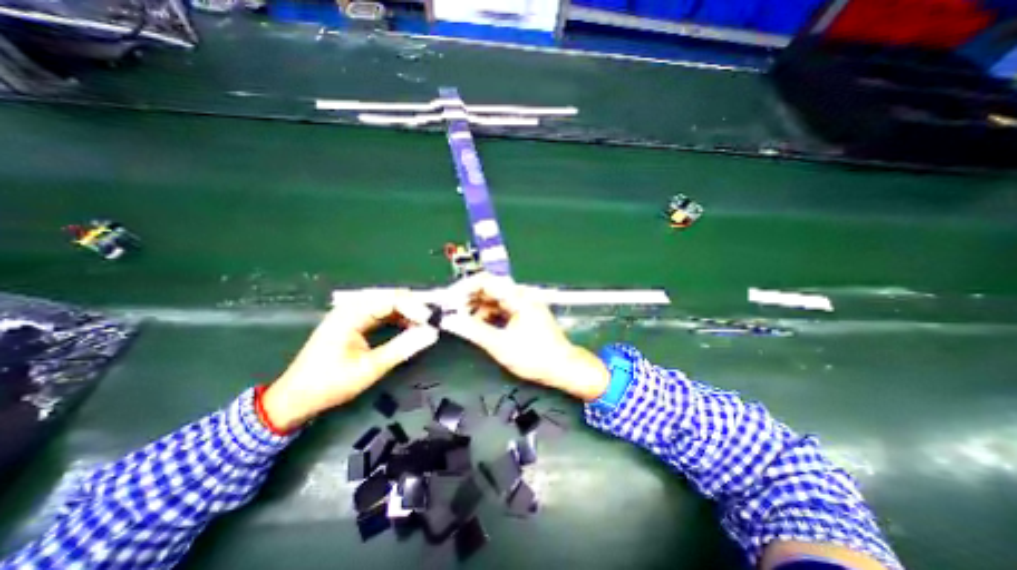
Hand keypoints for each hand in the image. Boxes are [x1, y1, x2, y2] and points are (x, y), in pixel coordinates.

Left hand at [260, 293, 436, 429]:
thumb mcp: (370, 368)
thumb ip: (402, 348)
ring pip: (386, 302)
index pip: (389, 300)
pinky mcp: (353, 322)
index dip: (414, 307)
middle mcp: (350, 308)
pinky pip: (380, 312)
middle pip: (388, 296)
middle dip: (413, 303)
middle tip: (433, 315)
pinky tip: (409, 324)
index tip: (432, 319)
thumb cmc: (330, 384)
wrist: (295, 398)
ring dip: (406, 309)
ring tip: (425, 319)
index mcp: (350, 315)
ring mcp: (350, 314)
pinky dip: (397, 316)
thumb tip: (431, 333)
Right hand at [442, 272, 606, 400]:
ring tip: (462, 322)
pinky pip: (500, 308)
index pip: (484, 281)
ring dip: (476, 308)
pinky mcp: (523, 312)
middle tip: (450, 312)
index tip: (447, 300)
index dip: (463, 288)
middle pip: (488, 288)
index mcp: (518, 297)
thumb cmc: (535, 357)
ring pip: (492, 299)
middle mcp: (520, 295)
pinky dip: (487, 315)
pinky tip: (478, 326)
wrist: (562, 367)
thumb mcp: (500, 345)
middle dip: (467, 299)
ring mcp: (522, 303)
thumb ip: (473, 331)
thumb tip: (450, 320)